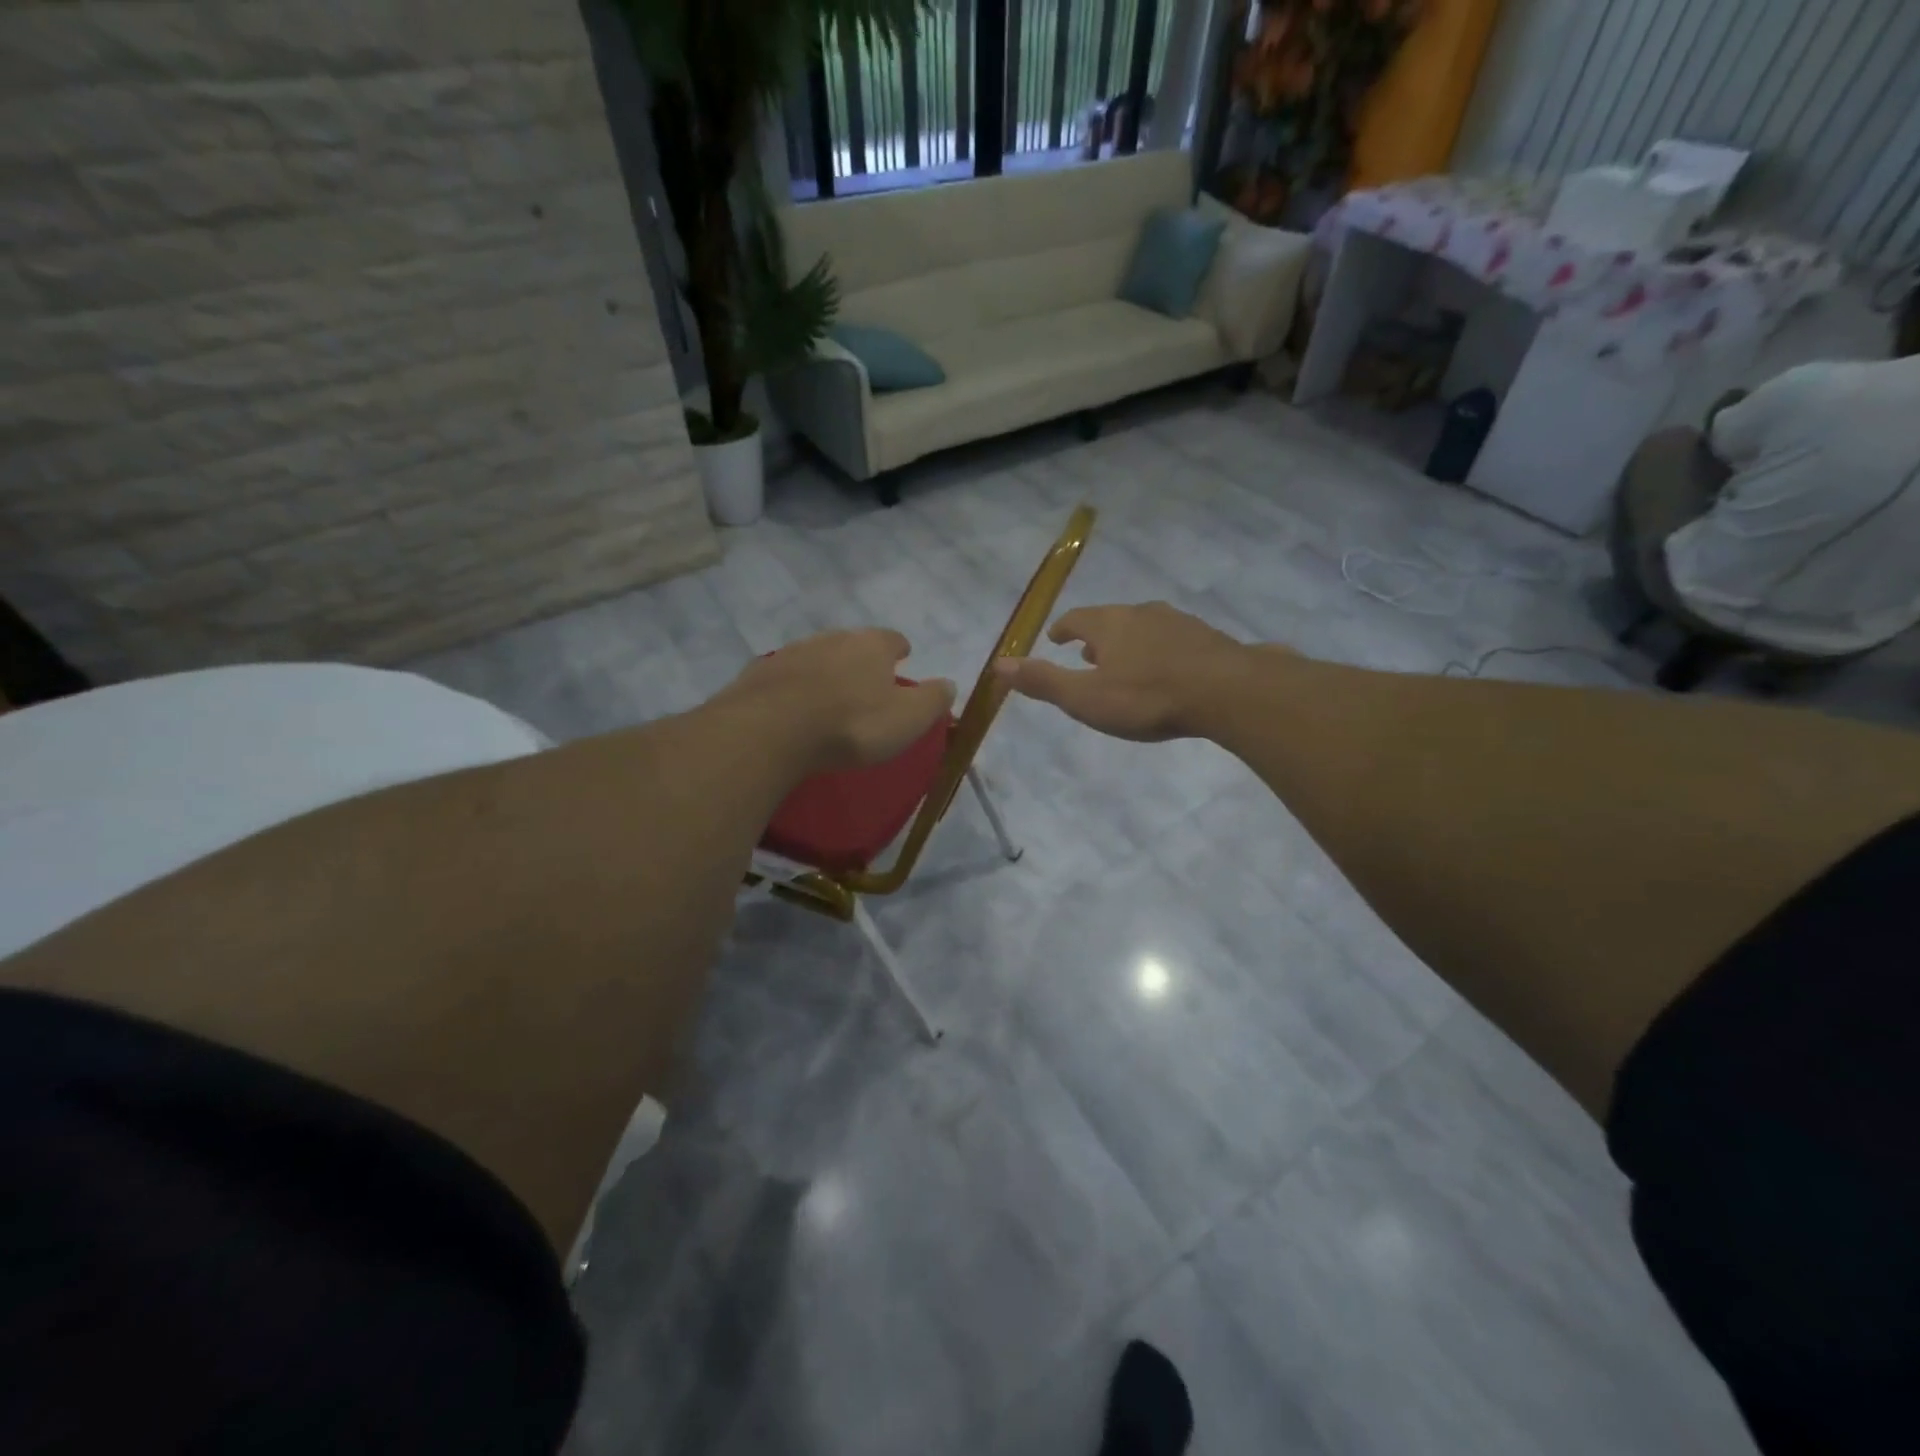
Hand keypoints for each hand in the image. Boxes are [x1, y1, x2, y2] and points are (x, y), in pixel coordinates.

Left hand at [721, 629, 955, 773]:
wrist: (771, 730)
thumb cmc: (851, 725)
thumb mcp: (907, 719)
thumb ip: (932, 700)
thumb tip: (950, 684)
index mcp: (871, 646)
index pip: (892, 638)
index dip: (899, 649)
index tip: (903, 657)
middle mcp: (832, 638)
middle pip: (852, 643)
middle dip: (861, 658)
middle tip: (866, 681)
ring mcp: (792, 652)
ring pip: (817, 656)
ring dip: (826, 671)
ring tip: (830, 695)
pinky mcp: (760, 673)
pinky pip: (786, 676)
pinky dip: (795, 686)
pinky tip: (794, 706)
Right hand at [993, 602, 1252, 741]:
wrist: (1227, 691)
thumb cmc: (1146, 697)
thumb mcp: (1085, 698)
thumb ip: (1043, 681)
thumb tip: (998, 663)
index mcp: (1108, 624)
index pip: (1076, 618)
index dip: (1063, 629)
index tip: (1055, 638)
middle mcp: (1141, 613)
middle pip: (1111, 619)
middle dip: (1096, 635)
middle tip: (1087, 653)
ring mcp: (1178, 622)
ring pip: (1144, 627)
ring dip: (1129, 642)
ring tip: (1125, 662)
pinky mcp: (1207, 638)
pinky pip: (1173, 640)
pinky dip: (1160, 650)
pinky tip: (1167, 669)